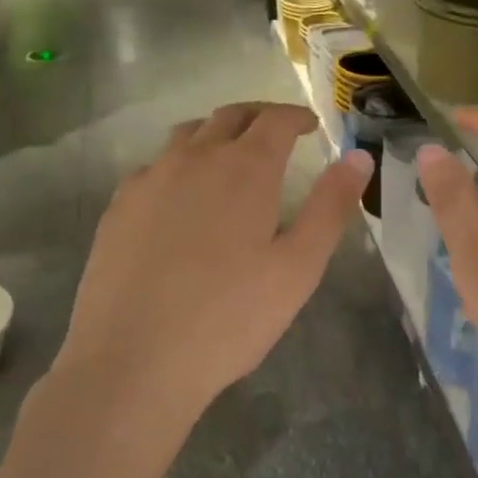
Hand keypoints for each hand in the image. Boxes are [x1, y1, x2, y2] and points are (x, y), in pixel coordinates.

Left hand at [52, 102, 370, 477]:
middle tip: (277, 132)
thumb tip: (358, 156)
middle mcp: (194, 160)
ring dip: (216, 134)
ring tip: (231, 156)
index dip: (296, 116)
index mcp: (244, 169)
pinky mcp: (119, 208)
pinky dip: (180, 164)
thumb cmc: (230, 317)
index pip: (274, 120)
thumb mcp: (299, 267)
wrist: (133, 361)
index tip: (310, 125)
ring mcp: (149, 181)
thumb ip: (330, 207)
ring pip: (187, 136)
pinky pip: (155, 167)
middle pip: (228, 117)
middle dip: (258, 117)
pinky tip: (183, 198)